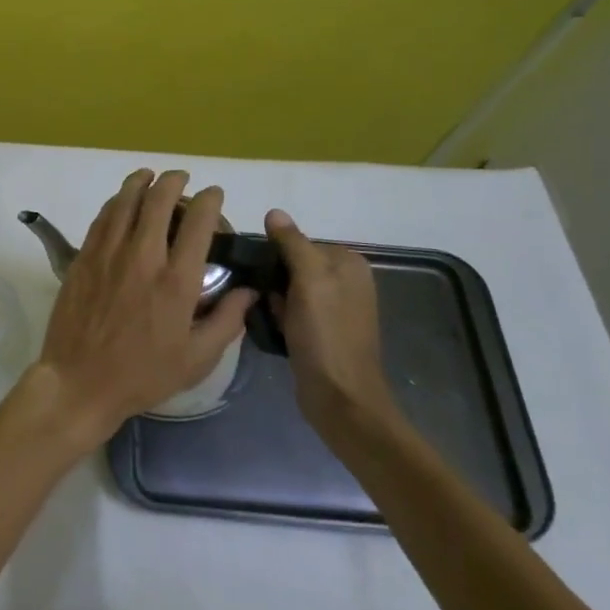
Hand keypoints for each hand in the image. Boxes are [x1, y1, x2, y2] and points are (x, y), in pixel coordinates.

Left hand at [29, 170, 257, 449]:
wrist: (80, 381)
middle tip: (181, 178)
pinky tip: (121, 200)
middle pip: (159, 201)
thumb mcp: (197, 359)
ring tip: (149, 175)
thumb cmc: (143, 375)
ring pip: (125, 202)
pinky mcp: (83, 258)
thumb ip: (227, 320)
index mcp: (177, 281)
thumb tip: (248, 291)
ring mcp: (108, 254)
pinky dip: (115, 202)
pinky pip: (102, 218)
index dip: (209, 200)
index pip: (198, 223)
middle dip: (174, 182)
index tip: (213, 194)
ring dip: (141, 182)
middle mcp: (143, 257)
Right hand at [263, 209, 398, 438]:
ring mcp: (337, 309)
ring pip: (291, 289)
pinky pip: (294, 311)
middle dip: (274, 279)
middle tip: (262, 296)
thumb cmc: (325, 334)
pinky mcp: (324, 332)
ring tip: (264, 312)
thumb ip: (293, 244)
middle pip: (295, 265)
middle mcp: (347, 282)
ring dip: (275, 299)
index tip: (259, 271)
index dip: (276, 255)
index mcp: (349, 265)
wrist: (340, 398)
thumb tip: (274, 212)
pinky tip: (273, 328)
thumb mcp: (309, 281)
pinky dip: (281, 316)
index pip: (300, 242)